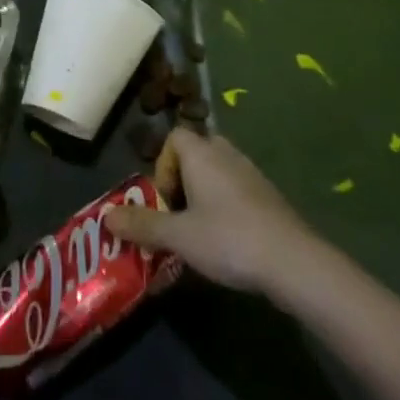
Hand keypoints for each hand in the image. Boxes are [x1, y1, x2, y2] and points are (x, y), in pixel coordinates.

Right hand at [104, 128, 316, 294]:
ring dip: (204, 195)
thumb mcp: (178, 236)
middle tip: (178, 216)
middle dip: (182, 181)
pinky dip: (226, 206)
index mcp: (201, 153)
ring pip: (217, 172)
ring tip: (200, 232)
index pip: (174, 138)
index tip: (163, 201)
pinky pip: (237, 189)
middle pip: (196, 153)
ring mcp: (251, 172)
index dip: (162, 166)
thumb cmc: (228, 239)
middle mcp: (226, 153)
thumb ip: (142, 225)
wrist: (292, 261)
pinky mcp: (269, 195)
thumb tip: (107, 216)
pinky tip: (228, 241)